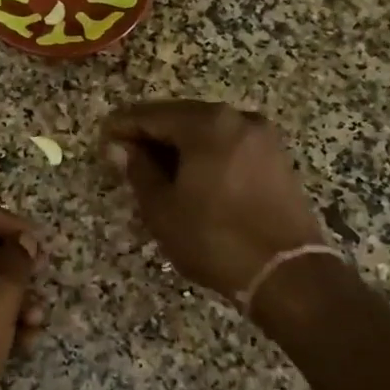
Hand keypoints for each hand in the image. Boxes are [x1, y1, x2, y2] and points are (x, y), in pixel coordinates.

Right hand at [101, 100, 324, 300]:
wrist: (288, 274)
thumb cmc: (214, 238)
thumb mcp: (162, 208)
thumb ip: (138, 170)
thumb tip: (118, 147)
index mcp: (207, 124)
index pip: (151, 115)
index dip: (123, 127)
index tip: (102, 139)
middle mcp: (237, 118)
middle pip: (181, 117)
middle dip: (151, 134)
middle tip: (124, 155)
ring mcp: (262, 137)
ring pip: (206, 132)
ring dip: (178, 145)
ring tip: (153, 169)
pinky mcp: (276, 159)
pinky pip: (228, 146)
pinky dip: (204, 155)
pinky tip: (189, 176)